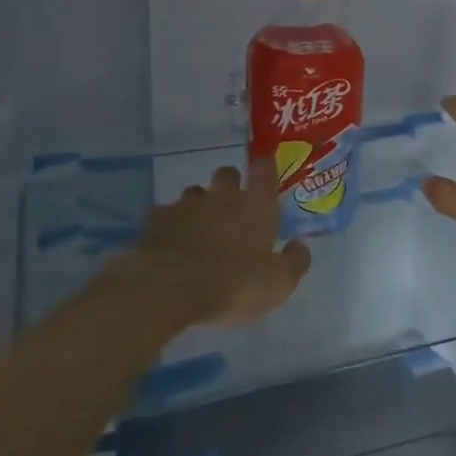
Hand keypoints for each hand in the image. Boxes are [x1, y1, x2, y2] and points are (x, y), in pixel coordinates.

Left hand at [135, 162, 311, 325]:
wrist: (167, 288)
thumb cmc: (233, 284)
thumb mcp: (278, 283)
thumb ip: (294, 262)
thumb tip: (300, 246)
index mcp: (256, 205)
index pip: (264, 169)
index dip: (265, 167)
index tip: (265, 170)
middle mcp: (222, 196)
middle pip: (227, 174)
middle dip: (230, 184)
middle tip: (232, 208)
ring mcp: (186, 205)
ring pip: (195, 193)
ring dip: (199, 206)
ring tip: (199, 231)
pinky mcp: (155, 220)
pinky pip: (166, 215)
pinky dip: (171, 225)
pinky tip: (171, 244)